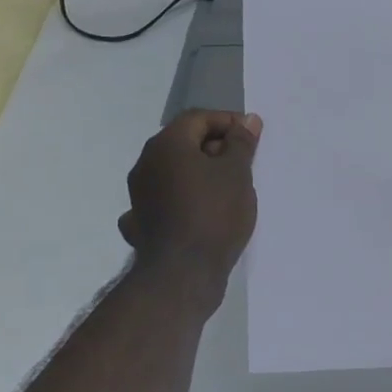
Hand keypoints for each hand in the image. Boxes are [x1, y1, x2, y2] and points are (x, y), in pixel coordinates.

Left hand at [119, 111, 261, 308]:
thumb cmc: (214, 214)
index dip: (228, 122)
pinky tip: (197, 211)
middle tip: (244, 164)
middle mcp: (146, 164)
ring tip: (229, 189)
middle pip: (184, 143)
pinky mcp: (141, 223)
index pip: (198, 118)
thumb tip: (247, 120)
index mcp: (167, 145)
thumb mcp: (237, 173)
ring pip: (174, 172)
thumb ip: (241, 143)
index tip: (252, 138)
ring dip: (200, 174)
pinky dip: (183, 200)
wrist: (182, 273)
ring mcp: (139, 195)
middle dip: (216, 148)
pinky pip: (165, 200)